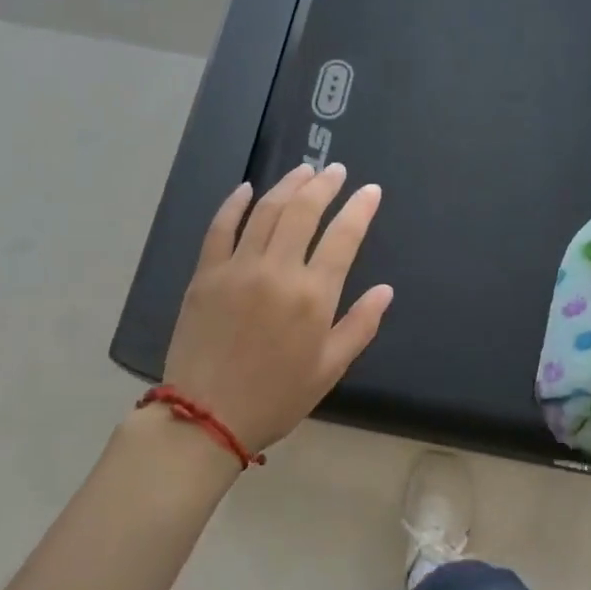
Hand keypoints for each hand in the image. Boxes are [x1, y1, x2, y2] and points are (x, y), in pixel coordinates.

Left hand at [161, 163, 392, 456]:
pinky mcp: (205, 274)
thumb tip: (385, 290)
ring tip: (303, 171)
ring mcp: (237, 268)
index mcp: (312, 296)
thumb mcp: (329, 369)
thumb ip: (360, 325)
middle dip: (324, 185)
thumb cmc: (275, 397)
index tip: (370, 190)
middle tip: (336, 171)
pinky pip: (220, 228)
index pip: (343, 237)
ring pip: (265, 211)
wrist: (205, 418)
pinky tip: (246, 189)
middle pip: (303, 212)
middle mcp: (277, 271)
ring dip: (287, 186)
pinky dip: (233, 204)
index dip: (360, 209)